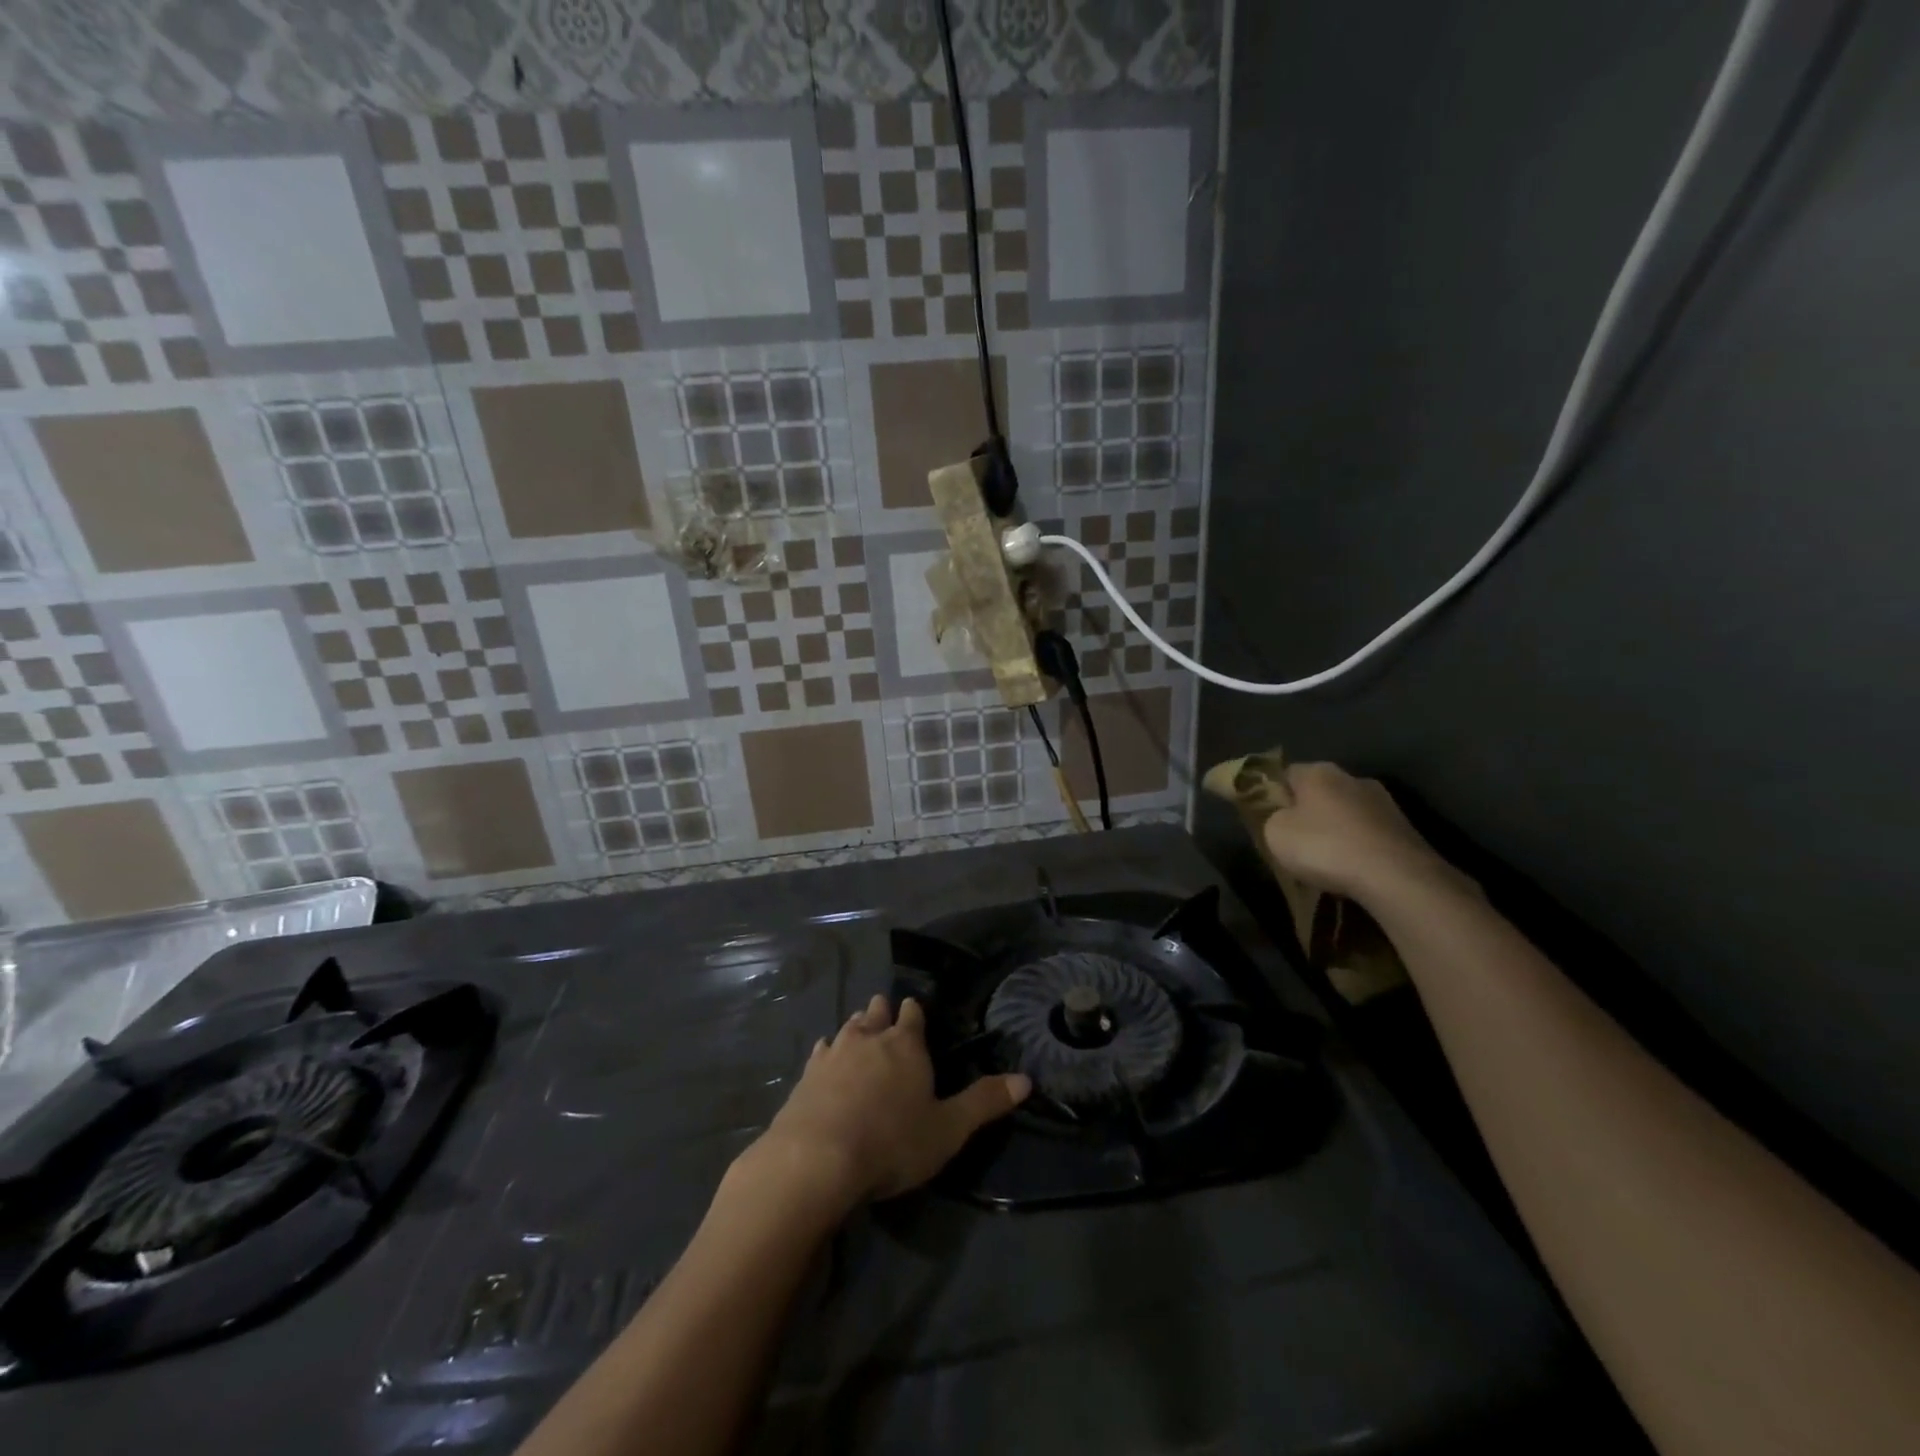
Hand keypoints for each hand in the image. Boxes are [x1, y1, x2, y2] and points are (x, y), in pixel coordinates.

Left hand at [740, 995, 1030, 1217]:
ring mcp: (833, 1054)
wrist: (817, 1159)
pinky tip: (824, 1054)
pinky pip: (820, 1052)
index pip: (912, 1015)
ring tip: (860, 1027)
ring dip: (856, 1027)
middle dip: (882, 1012)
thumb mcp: (948, 1129)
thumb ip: (984, 1102)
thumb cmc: (891, 1142)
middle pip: (876, 1014)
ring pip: (848, 1028)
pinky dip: (827, 1050)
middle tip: (885, 1011)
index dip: (914, 1013)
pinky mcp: (806, 1075)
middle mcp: (869, 1038)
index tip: (913, 1009)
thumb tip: (1027, 1079)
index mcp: (906, 1045)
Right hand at [1261, 762, 1463, 905]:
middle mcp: (1353, 777)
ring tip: (1326, 858)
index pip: (1285, 773)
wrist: (1395, 876)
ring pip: (1347, 812)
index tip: (1267, 816)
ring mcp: (1384, 802)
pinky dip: (1358, 846)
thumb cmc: (1325, 846)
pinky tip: (1352, 867)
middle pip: (1319, 791)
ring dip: (1336, 829)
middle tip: (1294, 838)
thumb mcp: (1275, 833)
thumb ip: (1272, 818)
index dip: (1273, 793)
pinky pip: (1368, 833)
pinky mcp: (1405, 828)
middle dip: (1307, 811)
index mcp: (1318, 771)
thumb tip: (1283, 816)